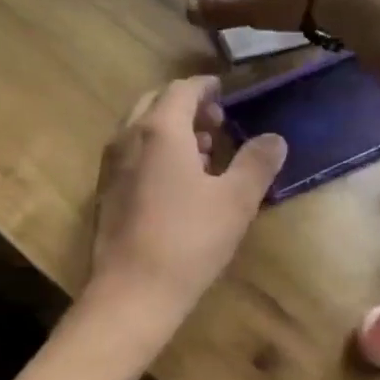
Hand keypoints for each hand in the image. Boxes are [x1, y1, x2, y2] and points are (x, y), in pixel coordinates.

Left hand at [89, 75, 285, 318]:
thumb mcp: (236, 201)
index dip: (205, 87)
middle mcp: (128, 138)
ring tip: (203, 152)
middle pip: (156, 103)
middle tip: (216, 124)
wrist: (131, 292)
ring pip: (140, 129)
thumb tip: (274, 139)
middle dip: (187, 106)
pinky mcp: (105, 192)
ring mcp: (111, 166)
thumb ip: (256, 163)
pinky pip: (131, 154)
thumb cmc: (188, 240)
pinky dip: (154, 151)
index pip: (182, 90)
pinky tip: (176, 182)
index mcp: (160, 130)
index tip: (224, 92)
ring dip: (170, 129)